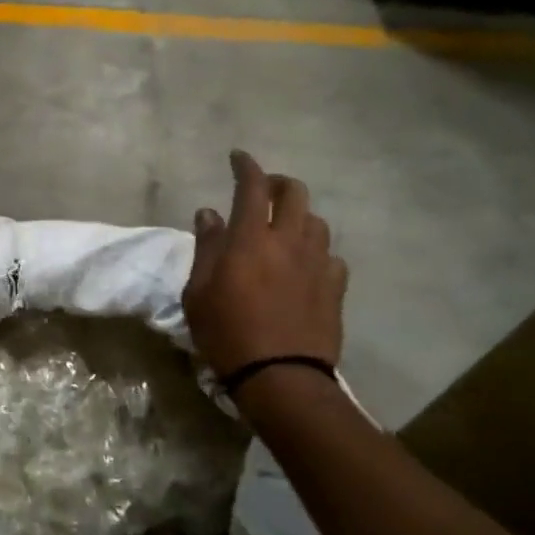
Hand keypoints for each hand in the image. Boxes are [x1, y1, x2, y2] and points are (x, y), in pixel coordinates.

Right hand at [183, 150, 346, 376]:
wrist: (280, 377)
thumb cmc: (227, 333)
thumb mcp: (198, 292)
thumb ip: (206, 247)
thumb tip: (209, 213)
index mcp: (252, 238)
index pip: (252, 186)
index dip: (245, 165)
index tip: (237, 157)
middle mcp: (290, 241)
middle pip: (295, 192)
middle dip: (278, 183)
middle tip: (264, 193)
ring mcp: (318, 263)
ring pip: (317, 221)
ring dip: (300, 217)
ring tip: (285, 230)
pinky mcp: (336, 287)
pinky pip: (330, 256)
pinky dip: (316, 252)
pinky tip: (306, 266)